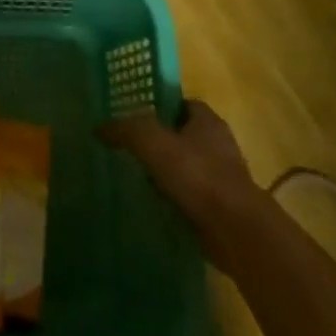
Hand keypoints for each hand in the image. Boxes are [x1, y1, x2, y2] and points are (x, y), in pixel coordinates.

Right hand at [101, 99, 268, 263]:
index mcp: (208, 121)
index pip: (181, 103)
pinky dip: (172, 197)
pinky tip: (150, 203)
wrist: (236, 231)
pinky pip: (188, 195)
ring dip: (164, 172)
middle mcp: (218, 145)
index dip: (158, 106)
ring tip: (133, 176)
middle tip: (127, 146)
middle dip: (158, 141)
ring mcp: (221, 178)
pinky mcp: (219, 207)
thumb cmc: (197, 175)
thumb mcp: (153, 142)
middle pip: (182, 135)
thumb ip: (126, 129)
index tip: (132, 116)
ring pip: (185, 167)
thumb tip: (100, 128)